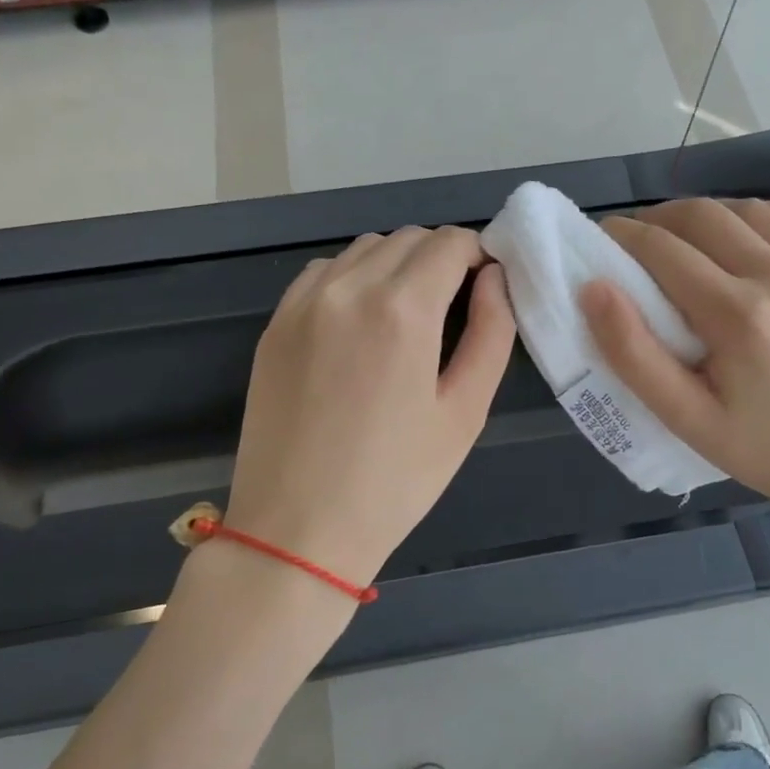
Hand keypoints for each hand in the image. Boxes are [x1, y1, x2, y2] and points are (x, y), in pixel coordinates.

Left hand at [224, 226, 514, 587]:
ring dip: (397, 264)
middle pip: (409, 238)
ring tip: (407, 317)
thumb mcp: (465, 412)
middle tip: (454, 307)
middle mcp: (348, 288)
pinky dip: (353, 278)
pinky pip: (324, 272)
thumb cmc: (395, 481)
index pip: (451, 242)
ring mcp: (303, 302)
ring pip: (365, 249)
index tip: (486, 287)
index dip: (478, 256)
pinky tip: (360, 323)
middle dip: (441, 258)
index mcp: (402, 309)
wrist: (297, 530)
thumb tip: (494, 279)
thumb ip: (491, 332)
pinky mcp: (275, 322)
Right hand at [580, 198, 769, 539]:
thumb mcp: (683, 417)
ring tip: (692, 238)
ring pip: (755, 209)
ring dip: (712, 216)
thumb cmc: (759, 448)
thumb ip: (631, 353)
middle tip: (642, 237)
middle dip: (662, 218)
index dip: (626, 236)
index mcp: (742, 319)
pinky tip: (750, 237)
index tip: (606, 236)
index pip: (665, 250)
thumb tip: (593, 288)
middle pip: (707, 217)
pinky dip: (767, 217)